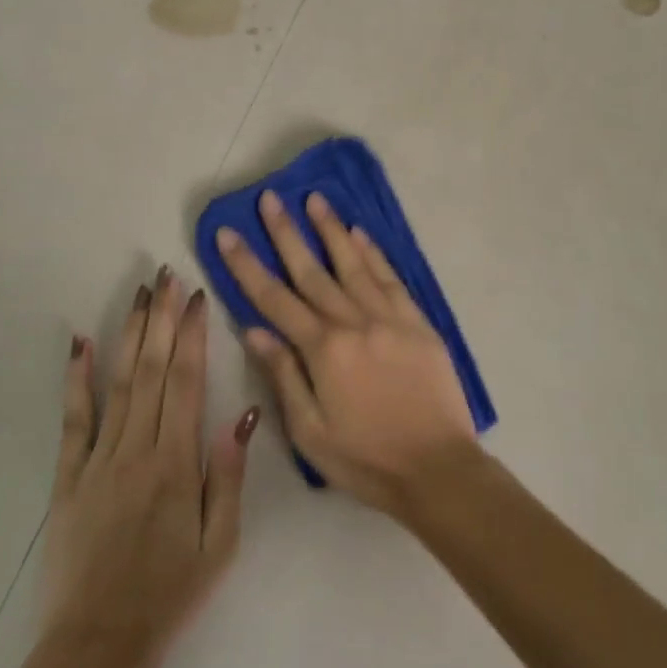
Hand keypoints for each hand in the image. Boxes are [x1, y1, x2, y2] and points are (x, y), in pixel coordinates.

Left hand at [38, 266, 257, 667]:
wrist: (97, 643)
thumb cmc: (171, 592)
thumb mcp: (221, 542)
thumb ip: (229, 474)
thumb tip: (243, 413)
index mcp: (176, 463)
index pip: (186, 381)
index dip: (192, 334)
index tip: (196, 297)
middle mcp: (136, 449)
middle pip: (150, 369)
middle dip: (161, 318)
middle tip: (166, 276)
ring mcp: (97, 459)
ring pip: (117, 383)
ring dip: (128, 334)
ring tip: (139, 294)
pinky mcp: (68, 477)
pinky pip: (73, 419)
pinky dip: (75, 378)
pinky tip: (79, 343)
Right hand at [214, 190, 478, 518]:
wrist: (438, 469)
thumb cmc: (366, 460)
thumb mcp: (310, 432)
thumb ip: (284, 375)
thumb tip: (255, 330)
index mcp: (323, 351)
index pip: (274, 299)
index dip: (247, 265)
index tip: (227, 233)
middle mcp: (355, 323)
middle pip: (312, 271)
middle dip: (286, 233)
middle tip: (270, 198)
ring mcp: (391, 319)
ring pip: (354, 265)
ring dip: (332, 230)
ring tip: (315, 199)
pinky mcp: (419, 324)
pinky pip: (392, 279)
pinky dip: (374, 255)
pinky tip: (361, 234)